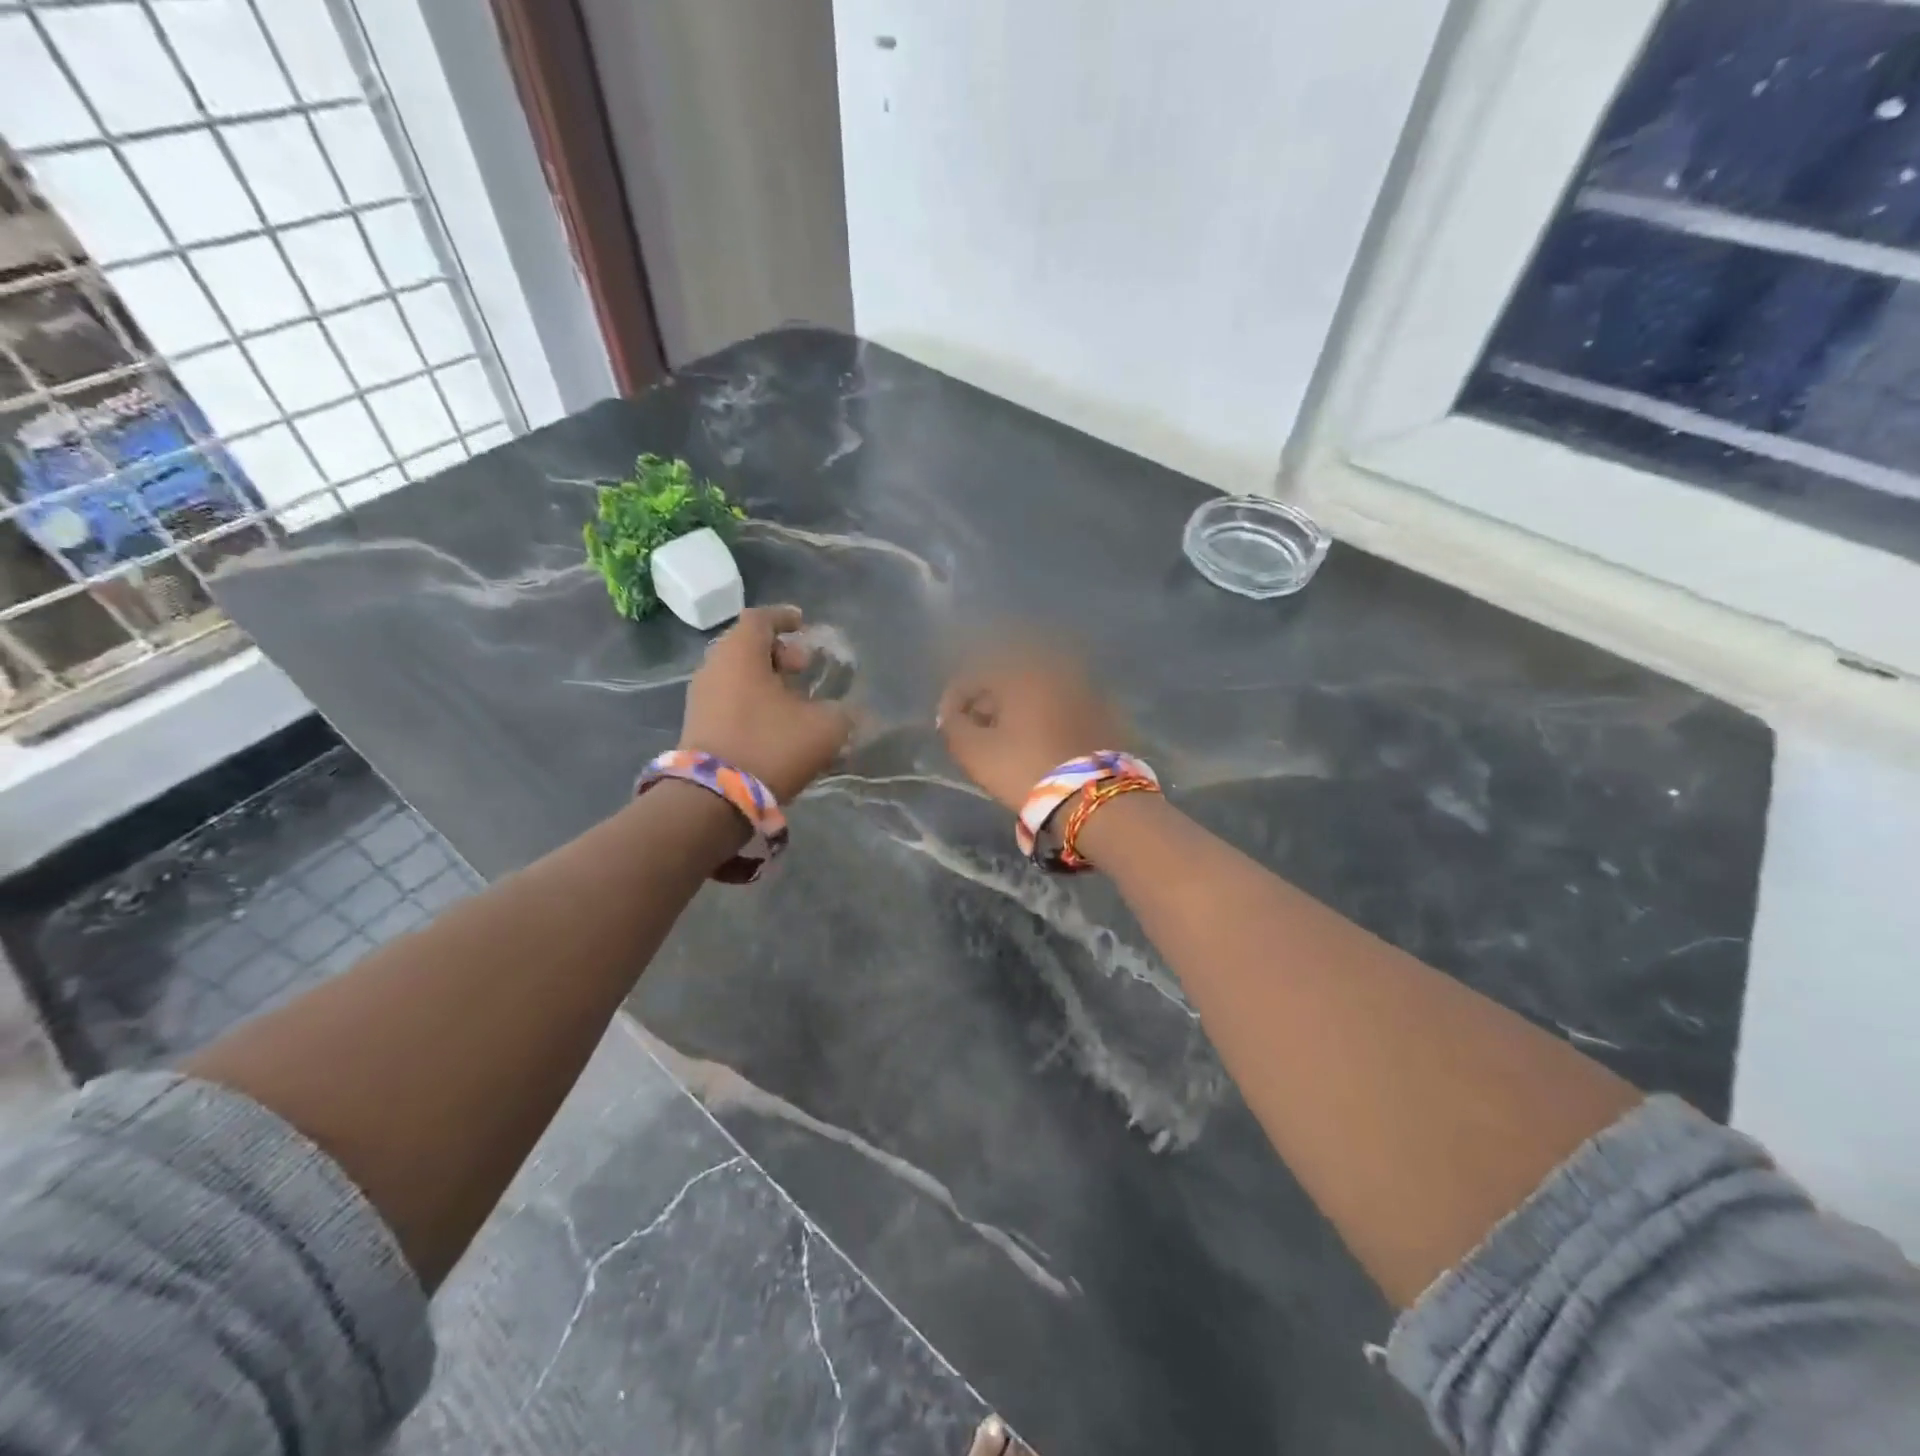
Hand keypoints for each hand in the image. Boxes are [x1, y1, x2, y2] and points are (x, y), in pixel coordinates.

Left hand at [680, 606, 852, 801]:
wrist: (713, 799)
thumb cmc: (770, 746)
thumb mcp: (824, 728)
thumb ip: (842, 712)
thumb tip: (847, 711)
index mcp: (740, 653)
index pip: (760, 618)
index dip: (785, 617)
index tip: (804, 622)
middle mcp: (714, 667)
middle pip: (746, 646)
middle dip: (779, 652)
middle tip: (805, 666)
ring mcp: (701, 698)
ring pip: (737, 675)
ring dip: (766, 680)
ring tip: (795, 698)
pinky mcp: (698, 726)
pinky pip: (730, 700)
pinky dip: (754, 701)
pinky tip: (776, 722)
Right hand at [937, 644, 1125, 811]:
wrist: (1096, 796)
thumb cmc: (1026, 768)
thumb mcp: (975, 753)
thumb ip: (954, 727)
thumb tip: (952, 716)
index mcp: (1021, 673)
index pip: (975, 676)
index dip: (954, 699)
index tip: (947, 724)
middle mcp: (1055, 670)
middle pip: (1010, 680)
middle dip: (989, 702)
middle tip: (977, 731)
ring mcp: (1086, 688)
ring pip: (1040, 692)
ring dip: (1019, 710)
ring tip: (1009, 740)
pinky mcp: (1107, 711)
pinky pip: (1065, 707)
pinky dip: (1048, 717)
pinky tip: (1042, 742)